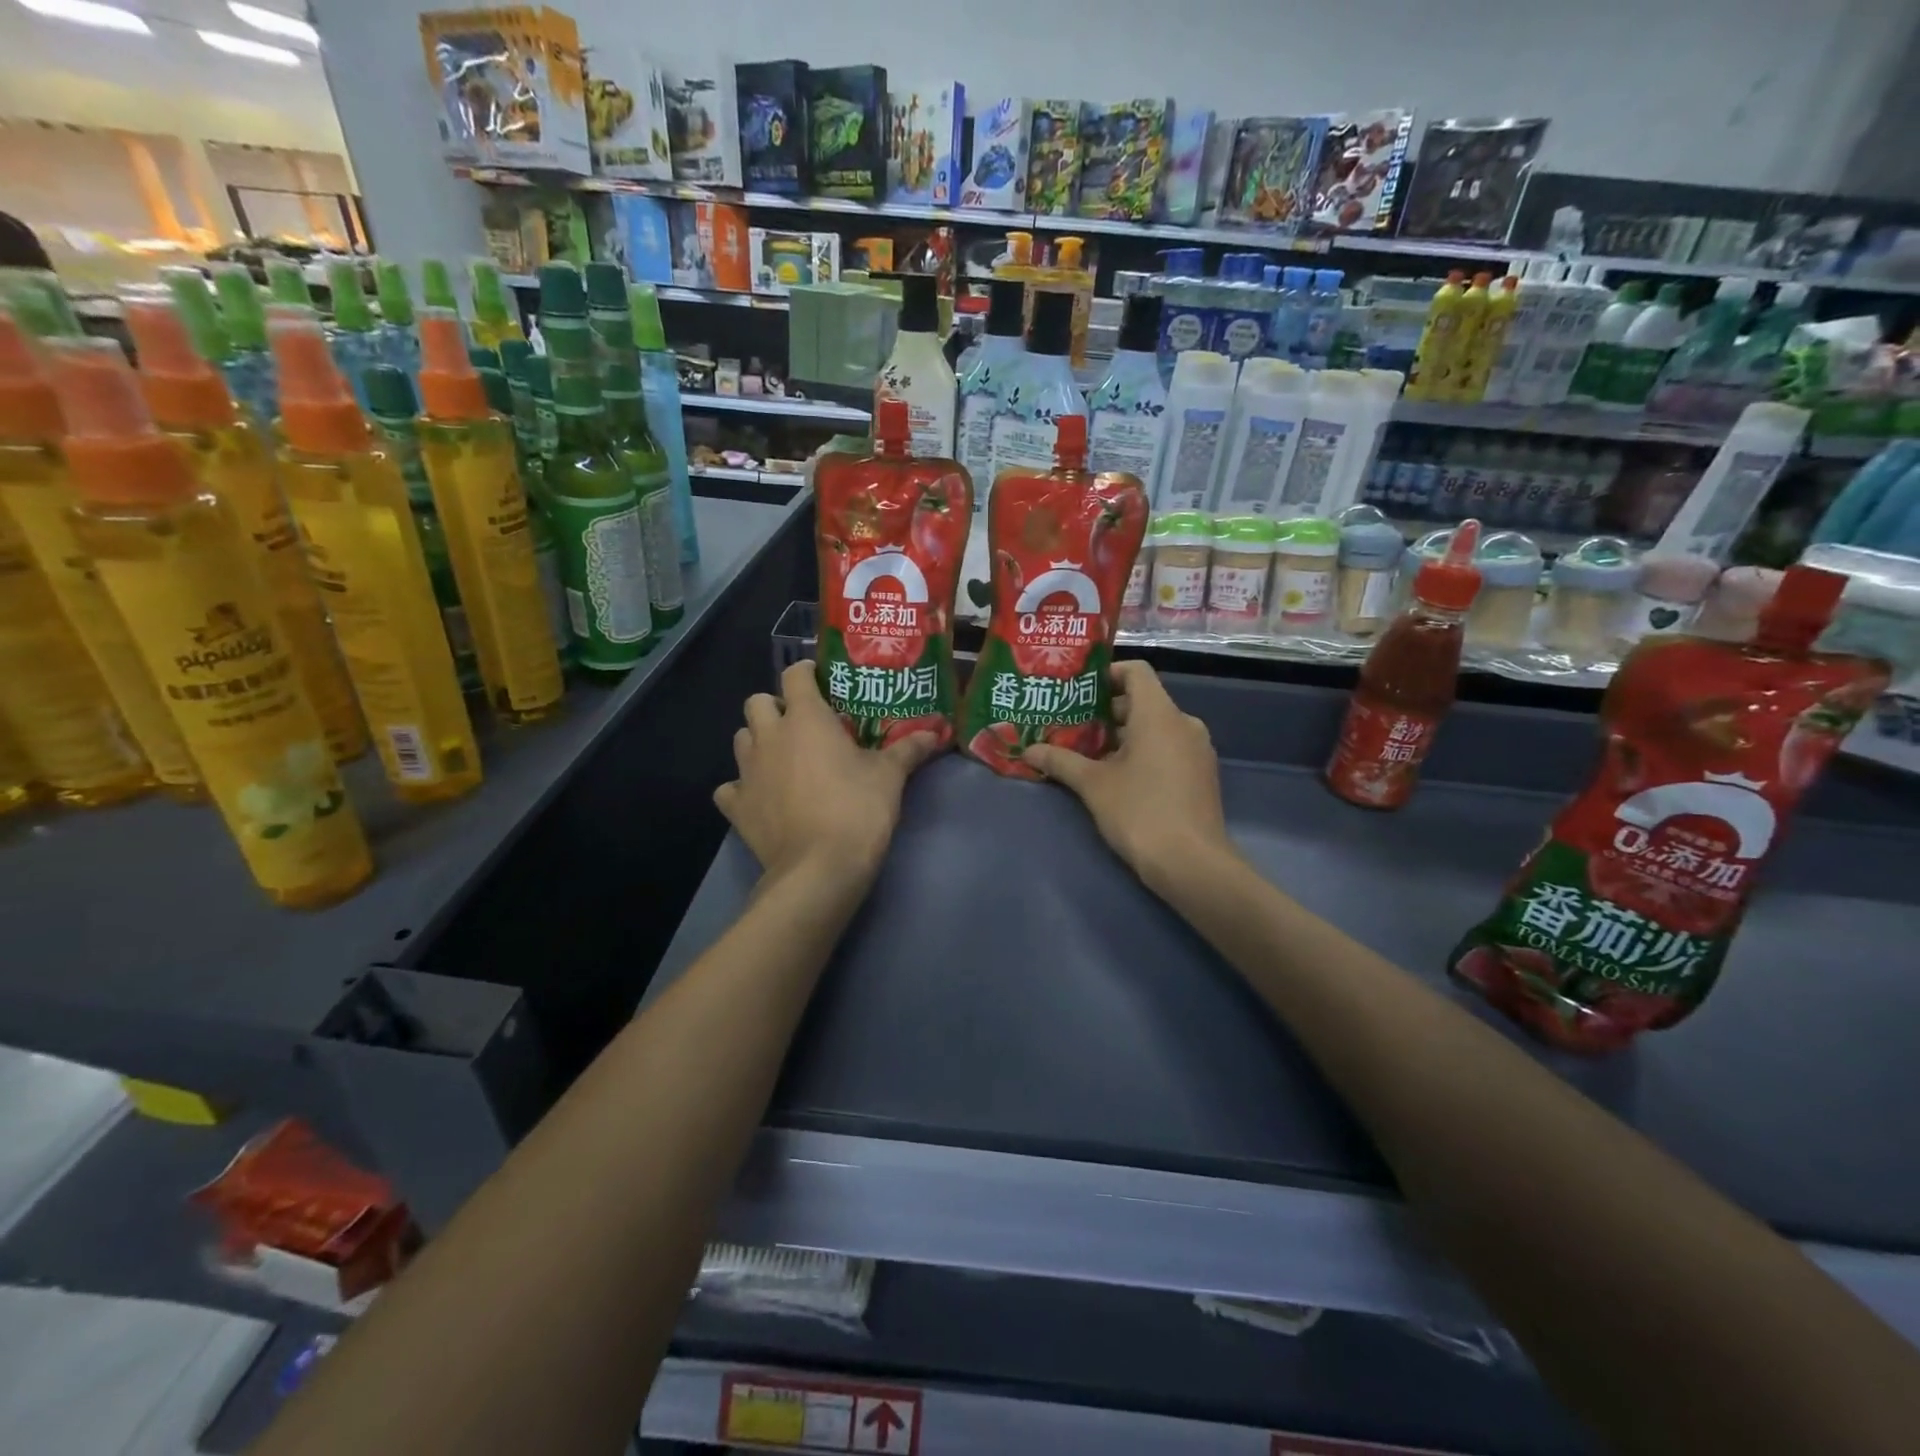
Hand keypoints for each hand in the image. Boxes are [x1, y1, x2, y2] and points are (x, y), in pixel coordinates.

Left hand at [715, 660, 941, 887]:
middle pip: (757, 701)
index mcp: (805, 718)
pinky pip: (730, 787)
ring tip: (783, 758)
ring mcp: (747, 771)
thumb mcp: (890, 776)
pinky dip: (743, 788)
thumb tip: (934, 734)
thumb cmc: (857, 809)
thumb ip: (908, 749)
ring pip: (741, 739)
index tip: (822, 682)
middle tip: (801, 724)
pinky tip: (762, 797)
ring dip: (758, 741)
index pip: (795, 674)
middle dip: (776, 707)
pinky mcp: (736, 806)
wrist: (820, 868)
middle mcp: (769, 736)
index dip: (807, 673)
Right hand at [1022, 660, 1234, 893]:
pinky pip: (1168, 749)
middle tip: (1071, 726)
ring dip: (1122, 737)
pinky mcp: (1201, 775)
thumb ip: (1060, 761)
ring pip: (1155, 729)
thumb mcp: (1093, 785)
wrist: (1192, 864)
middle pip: (1142, 702)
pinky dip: (1143, 753)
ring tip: (1087, 754)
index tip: (1078, 691)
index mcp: (1159, 714)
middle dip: (1106, 712)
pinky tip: (1117, 778)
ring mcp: (1197, 750)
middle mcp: (1184, 723)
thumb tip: (1029, 750)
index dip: (1107, 674)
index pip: (1136, 671)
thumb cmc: (1140, 812)